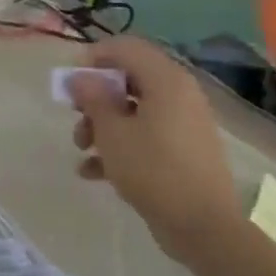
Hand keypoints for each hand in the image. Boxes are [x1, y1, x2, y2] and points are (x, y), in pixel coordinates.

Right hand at [66, 37, 243, 267]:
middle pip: (128, 79)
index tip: (72, 81)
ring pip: (133, 109)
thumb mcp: (112, 132)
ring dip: (103, 124)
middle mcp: (179, 94)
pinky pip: (146, 135)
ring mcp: (184, 124)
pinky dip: (120, 146)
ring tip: (82, 149)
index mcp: (166, 80)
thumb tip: (80, 77)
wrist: (204, 228)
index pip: (126, 47)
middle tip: (75, 115)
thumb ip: (93, 98)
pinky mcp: (183, 151)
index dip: (94, 57)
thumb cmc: (153, 170)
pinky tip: (93, 172)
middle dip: (95, 97)